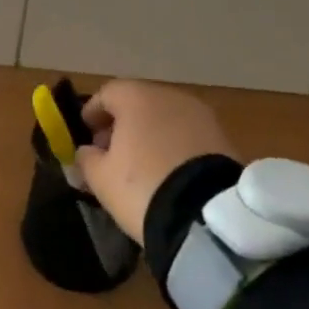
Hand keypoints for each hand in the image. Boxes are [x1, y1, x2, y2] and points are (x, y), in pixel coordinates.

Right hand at [74, 80, 239, 239]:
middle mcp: (171, 97)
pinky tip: (166, 170)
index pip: (107, 94)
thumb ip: (86, 159)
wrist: (205, 214)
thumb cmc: (141, 186)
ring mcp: (201, 116)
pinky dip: (173, 145)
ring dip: (149, 134)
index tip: (85, 134)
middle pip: (139, 103)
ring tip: (139, 164)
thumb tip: (86, 152)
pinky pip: (187, 134)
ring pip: (165, 118)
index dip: (92, 112)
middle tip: (110, 151)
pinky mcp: (223, 137)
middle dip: (122, 124)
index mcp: (137, 98)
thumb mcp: (100, 177)